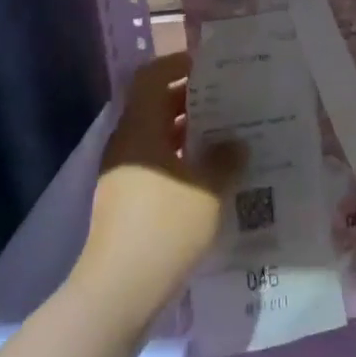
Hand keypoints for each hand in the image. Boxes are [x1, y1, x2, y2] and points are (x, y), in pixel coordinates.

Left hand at [77, 52, 243, 314]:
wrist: (119, 292)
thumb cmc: (165, 227)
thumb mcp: (209, 189)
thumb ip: (227, 159)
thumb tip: (236, 143)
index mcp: (140, 129)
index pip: (151, 78)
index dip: (177, 64)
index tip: (210, 65)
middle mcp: (127, 145)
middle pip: (156, 107)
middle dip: (193, 100)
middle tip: (232, 99)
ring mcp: (124, 175)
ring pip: (158, 138)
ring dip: (191, 133)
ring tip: (231, 135)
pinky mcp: (128, 201)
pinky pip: (157, 165)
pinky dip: (183, 160)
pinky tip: (214, 175)